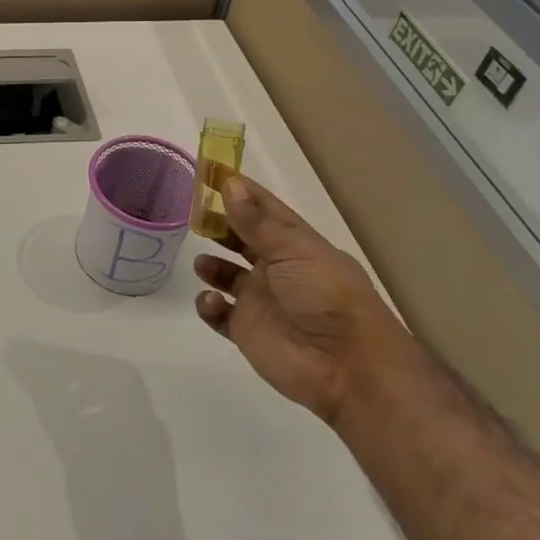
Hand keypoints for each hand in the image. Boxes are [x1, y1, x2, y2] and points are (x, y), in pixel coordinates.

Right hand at [192, 175, 413, 426]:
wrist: (347, 367)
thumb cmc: (326, 296)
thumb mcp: (293, 250)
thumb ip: (255, 221)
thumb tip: (230, 184)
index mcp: (295, 245)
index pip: (264, 210)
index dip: (240, 191)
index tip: (210, 172)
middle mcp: (277, 268)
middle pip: (241, 240)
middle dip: (219, 226)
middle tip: (192, 214)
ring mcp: (261, 300)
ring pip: (227, 275)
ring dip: (211, 265)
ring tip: (203, 264)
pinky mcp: (247, 330)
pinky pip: (218, 313)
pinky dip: (209, 305)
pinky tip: (212, 300)